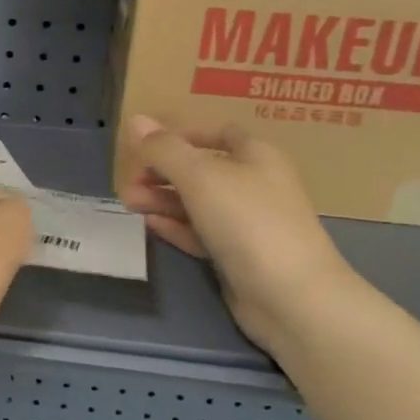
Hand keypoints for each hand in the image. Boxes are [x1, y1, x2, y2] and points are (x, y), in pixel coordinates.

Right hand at [117, 114, 357, 350]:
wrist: (291, 297)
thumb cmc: (248, 221)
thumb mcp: (200, 176)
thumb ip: (164, 149)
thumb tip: (135, 121)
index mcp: (256, 156)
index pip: (217, 133)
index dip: (181, 135)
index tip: (146, 145)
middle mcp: (255, 185)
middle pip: (201, 169)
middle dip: (163, 171)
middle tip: (128, 181)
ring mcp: (248, 224)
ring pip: (198, 203)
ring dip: (163, 199)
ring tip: (128, 202)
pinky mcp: (238, 256)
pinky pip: (201, 233)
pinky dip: (176, 226)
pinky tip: (149, 223)